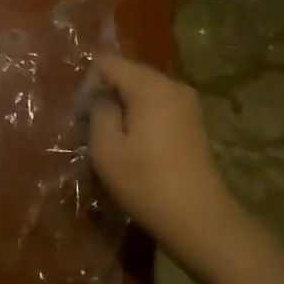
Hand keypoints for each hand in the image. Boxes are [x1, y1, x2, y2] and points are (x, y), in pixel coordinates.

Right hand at [88, 54, 237, 262]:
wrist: (201, 220)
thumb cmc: (147, 183)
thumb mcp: (106, 149)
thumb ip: (99, 112)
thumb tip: (102, 98)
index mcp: (150, 86)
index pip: (107, 63)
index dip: (88, 85)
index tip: (82, 117)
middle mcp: (172, 85)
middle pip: (128, 74)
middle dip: (106, 95)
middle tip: (92, 130)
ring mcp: (188, 103)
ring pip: (144, 91)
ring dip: (124, 108)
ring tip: (113, 140)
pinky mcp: (195, 122)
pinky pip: (160, 106)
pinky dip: (143, 117)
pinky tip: (137, 147)